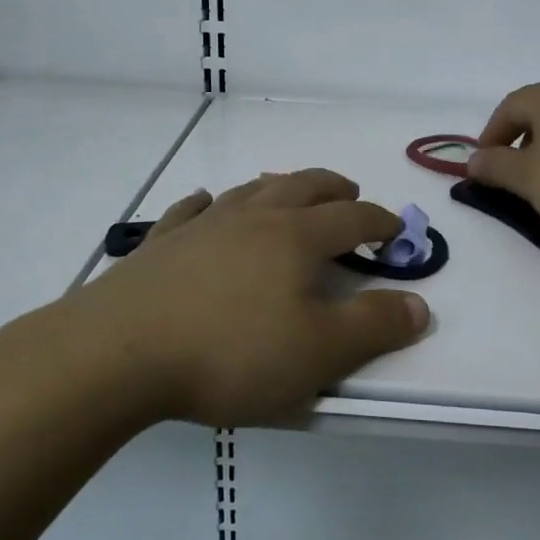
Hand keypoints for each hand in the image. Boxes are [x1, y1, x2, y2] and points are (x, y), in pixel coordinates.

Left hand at [66, 169, 430, 426]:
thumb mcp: (318, 352)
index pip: (350, 219)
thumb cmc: (230, 352)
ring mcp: (202, 227)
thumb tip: (420, 304)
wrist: (119, 352)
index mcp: (295, 238)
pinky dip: (206, 204)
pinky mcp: (160, 245)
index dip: (378, 222)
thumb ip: (374, 327)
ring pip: (250, 191)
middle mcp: (252, 219)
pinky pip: (189, 211)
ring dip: (277, 186)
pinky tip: (205, 204)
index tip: (395, 231)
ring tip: (288, 189)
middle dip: (332, 189)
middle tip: (349, 194)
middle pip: (302, 188)